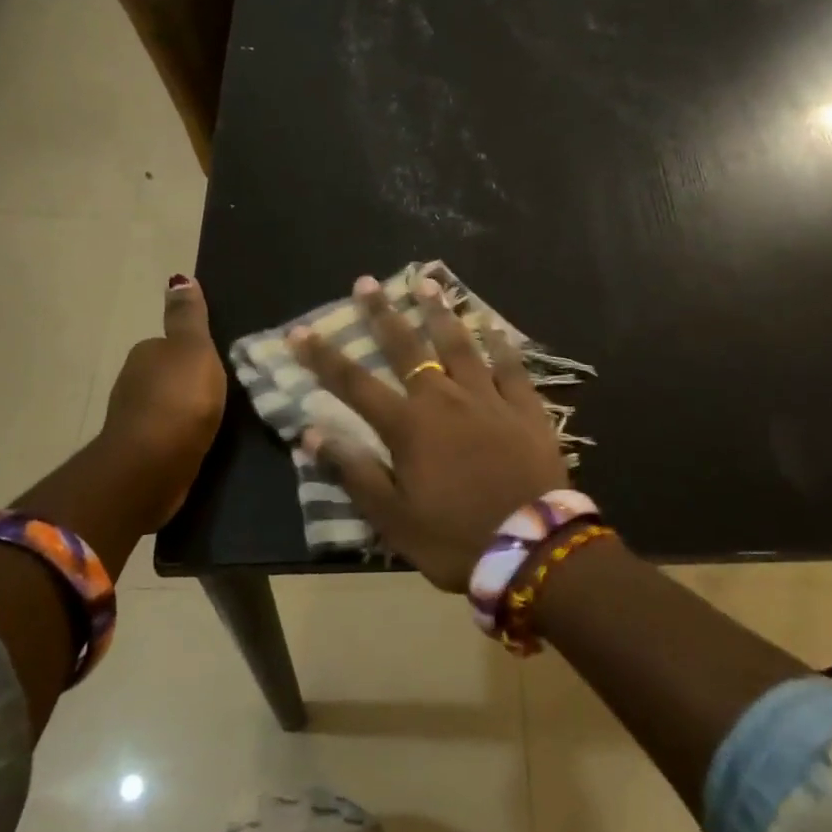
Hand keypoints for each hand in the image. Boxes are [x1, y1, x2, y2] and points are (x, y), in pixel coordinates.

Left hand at [95, 275, 228, 531]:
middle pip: (165, 374)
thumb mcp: (194, 349)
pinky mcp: (141, 451)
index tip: (217, 363)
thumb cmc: (179, 398)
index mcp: (146, 353)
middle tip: (221, 391)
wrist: (153, 464)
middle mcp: (132, 381)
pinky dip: (179, 435)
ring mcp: (134, 419)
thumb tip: (178, 277)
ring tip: (214, 418)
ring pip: (164, 405)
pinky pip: (166, 434)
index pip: (170, 344)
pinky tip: (196, 442)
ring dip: (183, 409)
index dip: (193, 351)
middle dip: (187, 381)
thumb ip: (188, 317)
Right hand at [290, 275, 568, 591]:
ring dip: (440, 313)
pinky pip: (511, 367)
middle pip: (408, 349)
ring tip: (427, 283)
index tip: (300, 331)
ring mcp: (489, 399)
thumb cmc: (455, 538)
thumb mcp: (393, 518)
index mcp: (409, 427)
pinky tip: (493, 325)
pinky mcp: (526, 408)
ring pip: (460, 345)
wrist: (531, 549)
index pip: (355, 384)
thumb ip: (354, 472)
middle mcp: (445, 400)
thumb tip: (310, 434)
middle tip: (366, 283)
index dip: (324, 358)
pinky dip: (500, 344)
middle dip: (383, 315)